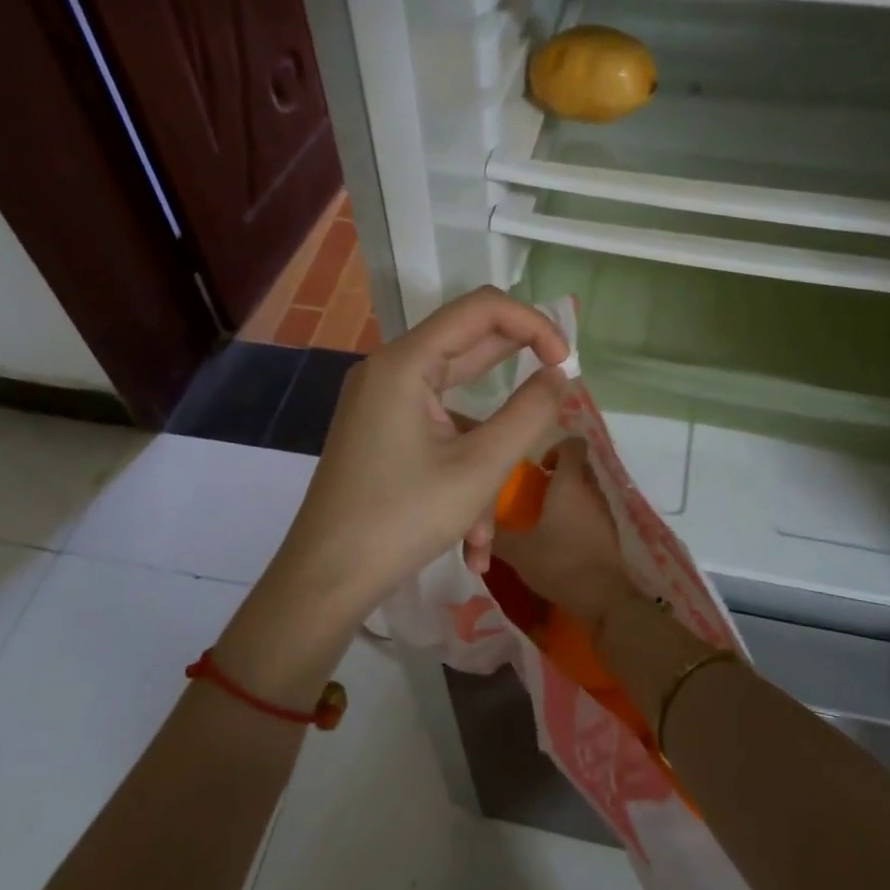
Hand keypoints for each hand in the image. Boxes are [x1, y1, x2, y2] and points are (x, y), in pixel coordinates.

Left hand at [268, 287, 570, 612]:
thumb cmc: (403, 519)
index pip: (481, 308)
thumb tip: (557, 375)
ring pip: (456, 407)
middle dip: (516, 381)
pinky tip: (469, 541)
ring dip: (486, 457)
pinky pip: (435, 435)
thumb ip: (529, 413)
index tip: (565, 363)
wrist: (324, 581)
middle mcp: (389, 370)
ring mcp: (381, 402)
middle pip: (468, 348)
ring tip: (488, 527)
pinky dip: (460, 474)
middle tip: (557, 398)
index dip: (532, 324)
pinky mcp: (381, 431)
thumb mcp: (480, 468)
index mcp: (406, 362)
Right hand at [490, 441, 634, 627]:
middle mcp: (591, 489)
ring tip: (544, 516)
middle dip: (558, 471)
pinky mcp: (610, 532)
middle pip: (579, 464)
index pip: (572, 443)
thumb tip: (476, 525)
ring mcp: (604, 511)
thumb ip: (496, 535)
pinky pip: (592, 510)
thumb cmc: (560, 563)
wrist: (605, 599)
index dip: (553, 447)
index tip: (536, 468)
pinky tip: (559, 537)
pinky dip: (577, 514)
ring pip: (586, 488)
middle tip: (534, 491)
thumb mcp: (518, 550)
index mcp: (570, 482)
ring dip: (568, 494)